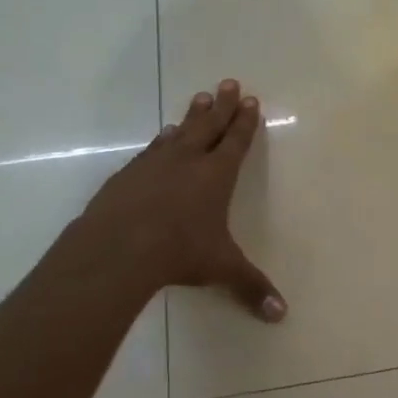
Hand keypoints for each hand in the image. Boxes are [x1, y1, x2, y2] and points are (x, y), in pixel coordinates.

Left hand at [74, 79, 285, 320]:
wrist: (117, 249)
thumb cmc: (178, 252)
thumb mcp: (221, 269)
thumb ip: (251, 287)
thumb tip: (281, 315)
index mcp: (216, 175)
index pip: (236, 141)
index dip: (244, 121)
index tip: (250, 100)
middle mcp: (187, 161)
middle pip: (208, 125)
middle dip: (221, 105)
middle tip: (227, 82)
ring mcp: (154, 164)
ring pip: (178, 132)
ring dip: (190, 116)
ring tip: (197, 100)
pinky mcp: (127, 176)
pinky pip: (150, 151)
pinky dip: (160, 141)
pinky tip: (160, 139)